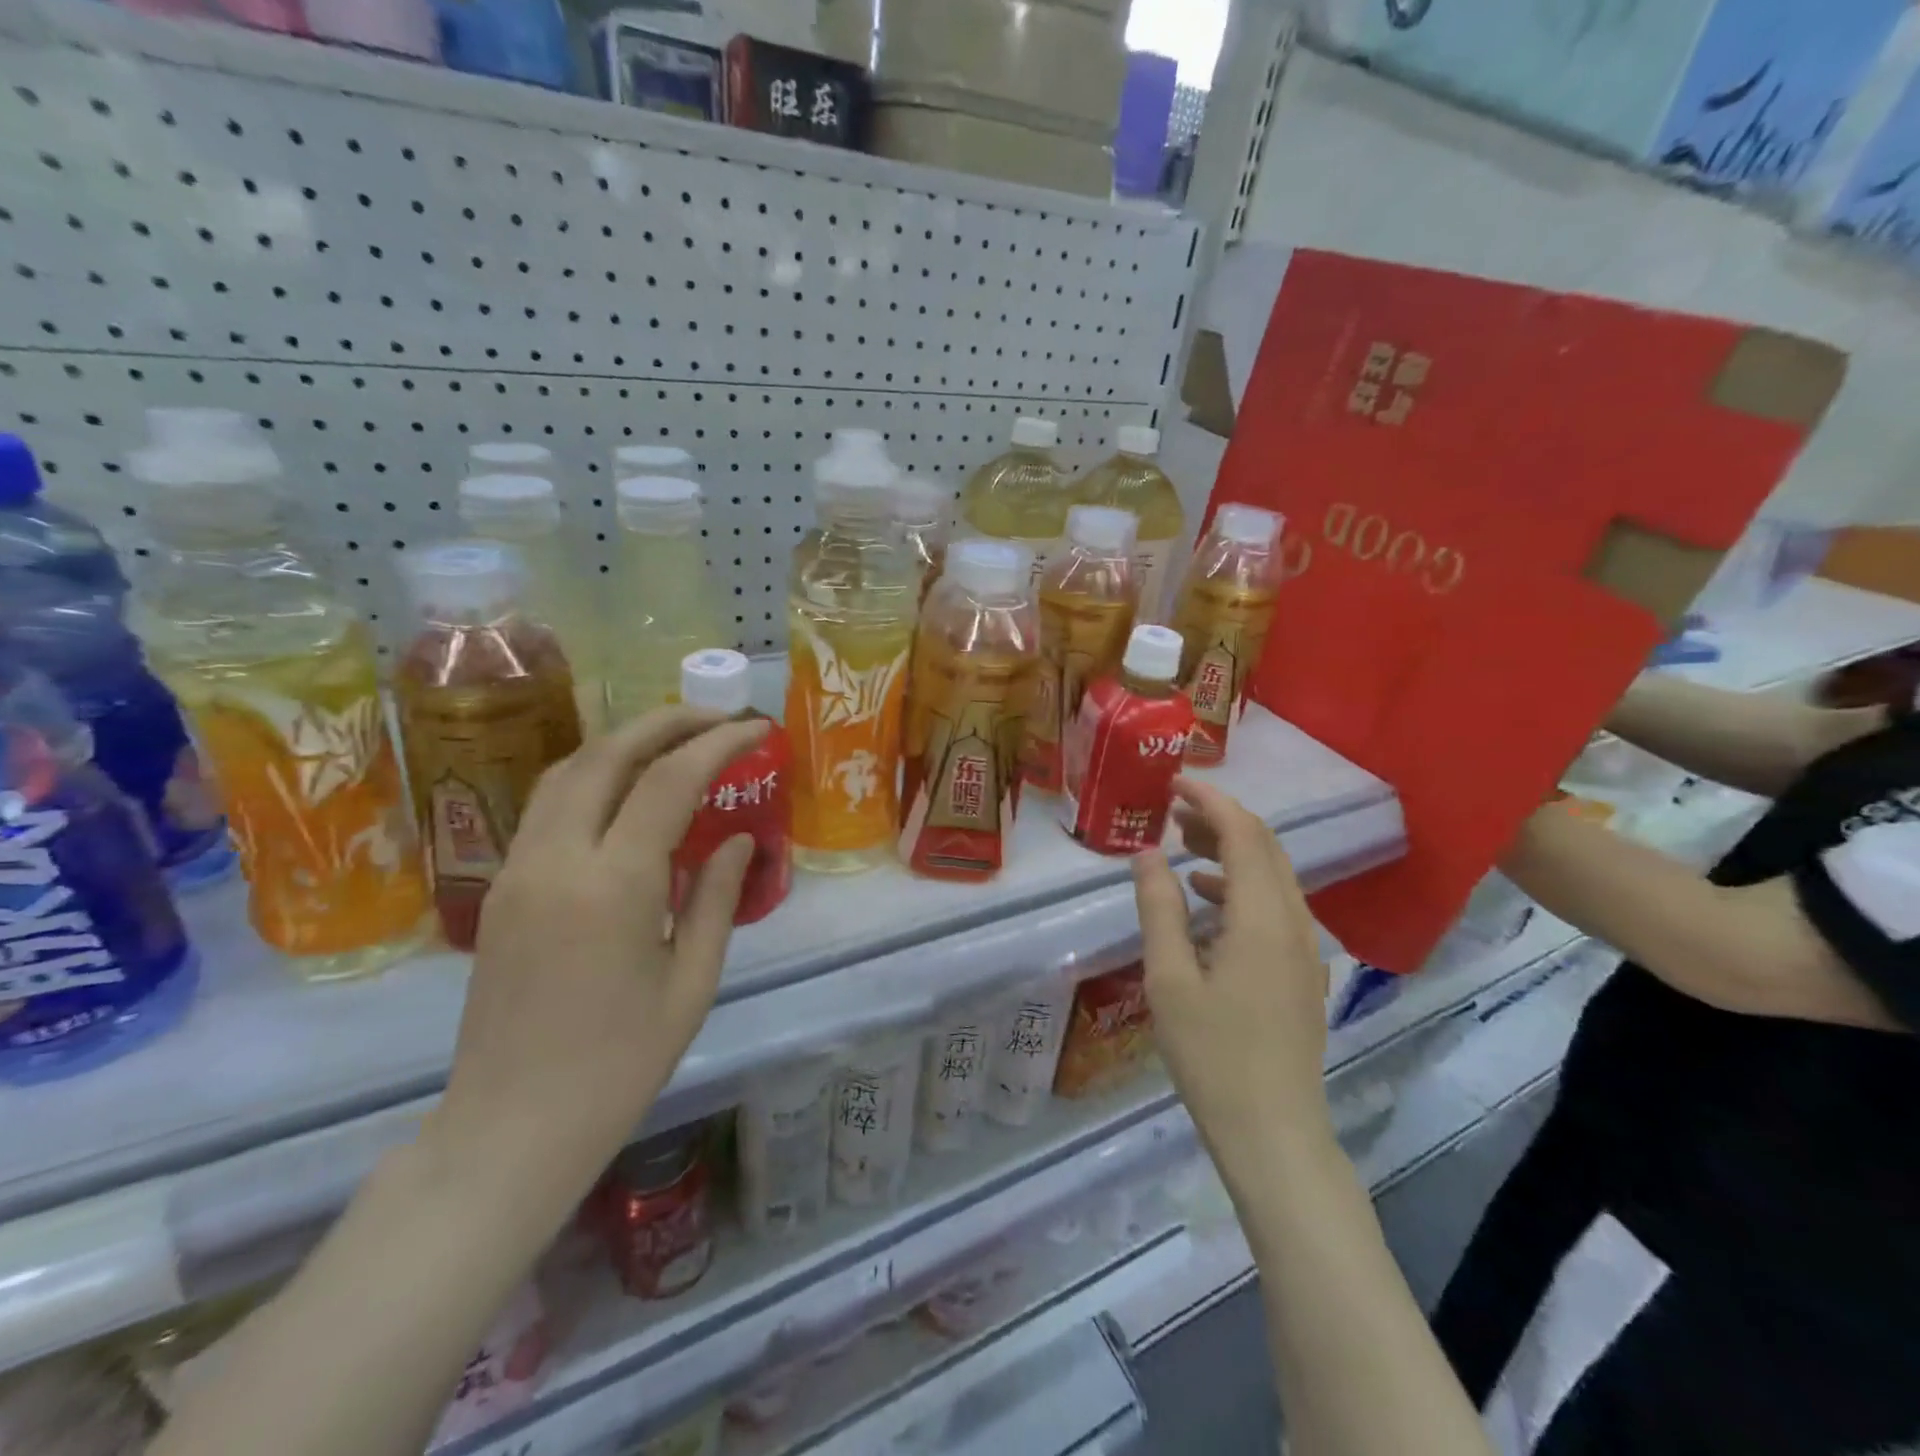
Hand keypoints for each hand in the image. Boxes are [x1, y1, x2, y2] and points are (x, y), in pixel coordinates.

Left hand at [425, 707, 766, 1210]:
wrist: (509, 1130)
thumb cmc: (619, 1066)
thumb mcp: (692, 983)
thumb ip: (718, 899)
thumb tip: (737, 840)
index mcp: (612, 886)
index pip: (669, 781)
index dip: (717, 745)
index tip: (756, 730)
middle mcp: (555, 860)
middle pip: (607, 754)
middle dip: (666, 722)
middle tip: (716, 718)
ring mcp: (516, 870)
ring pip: (566, 771)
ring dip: (624, 741)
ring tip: (675, 739)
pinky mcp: (499, 888)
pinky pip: (545, 805)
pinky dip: (592, 775)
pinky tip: (625, 788)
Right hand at [1133, 778, 1333, 1160]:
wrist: (1274, 1133)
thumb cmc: (1212, 1056)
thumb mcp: (1168, 979)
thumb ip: (1159, 908)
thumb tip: (1146, 854)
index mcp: (1262, 918)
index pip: (1243, 834)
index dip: (1210, 801)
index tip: (1173, 783)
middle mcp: (1294, 922)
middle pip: (1264, 848)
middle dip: (1221, 819)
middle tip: (1172, 811)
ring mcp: (1305, 948)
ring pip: (1273, 876)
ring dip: (1231, 851)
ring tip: (1182, 845)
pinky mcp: (1302, 970)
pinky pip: (1275, 906)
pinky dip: (1241, 886)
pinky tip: (1205, 900)